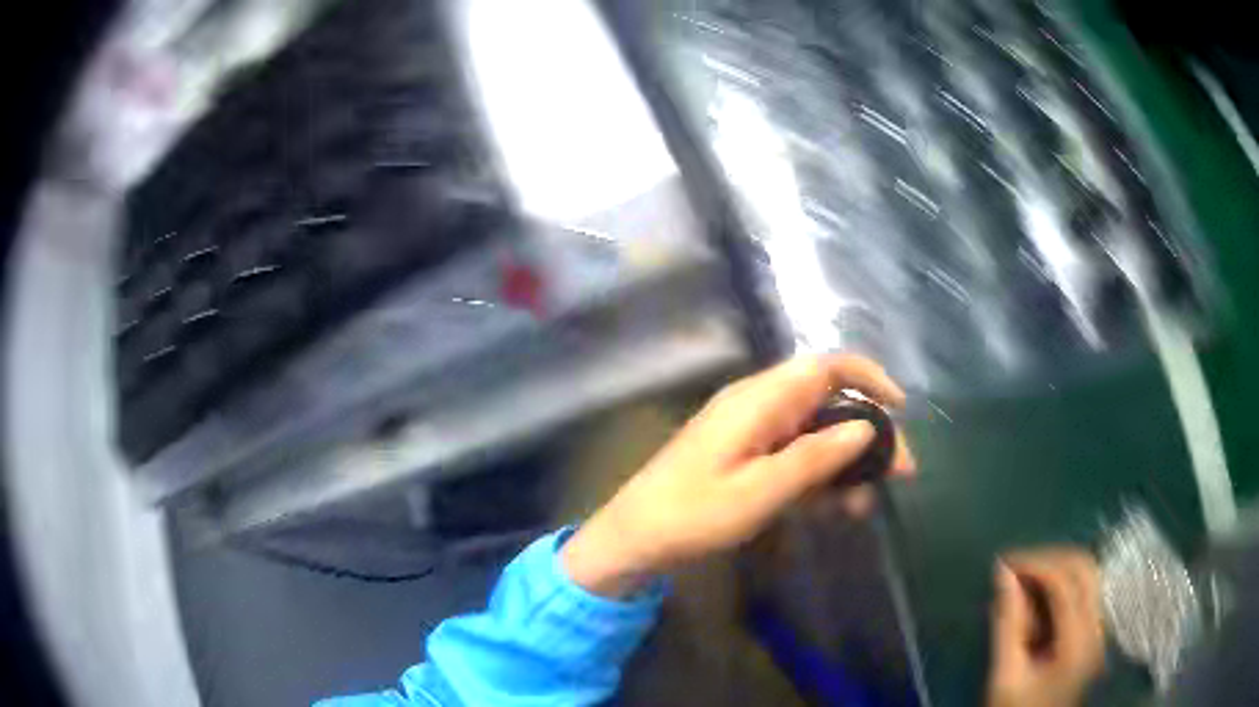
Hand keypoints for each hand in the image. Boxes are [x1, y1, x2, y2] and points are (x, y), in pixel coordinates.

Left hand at [562, 355, 913, 597]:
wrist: (636, 539)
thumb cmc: (692, 514)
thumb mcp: (760, 490)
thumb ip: (815, 458)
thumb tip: (866, 428)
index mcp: (760, 400)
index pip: (826, 366)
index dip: (869, 377)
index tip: (900, 408)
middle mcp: (760, 406)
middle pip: (829, 402)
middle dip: (867, 434)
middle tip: (897, 474)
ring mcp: (754, 433)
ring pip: (817, 434)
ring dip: (846, 464)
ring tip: (863, 505)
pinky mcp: (749, 459)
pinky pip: (797, 458)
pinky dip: (821, 479)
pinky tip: (837, 510)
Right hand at [987, 548, 1105, 706]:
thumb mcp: (1005, 675)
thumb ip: (1007, 623)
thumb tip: (1002, 573)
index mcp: (1078, 642)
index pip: (1065, 582)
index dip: (1035, 564)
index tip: (1002, 564)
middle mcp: (1097, 628)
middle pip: (1084, 569)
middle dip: (1048, 559)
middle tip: (1014, 567)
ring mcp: (1099, 628)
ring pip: (1087, 575)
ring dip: (1055, 569)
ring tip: (1022, 582)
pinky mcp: (1093, 632)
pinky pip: (1083, 592)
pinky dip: (1060, 586)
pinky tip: (1036, 600)